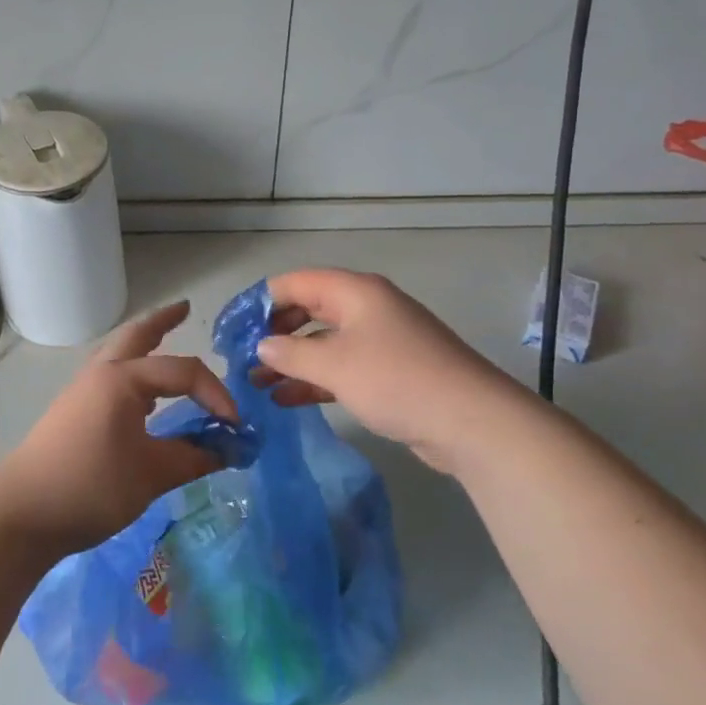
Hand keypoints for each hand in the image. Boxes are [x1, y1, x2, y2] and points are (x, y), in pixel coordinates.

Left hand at [0, 301, 231, 557]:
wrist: (23, 512)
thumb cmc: (90, 487)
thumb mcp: (151, 475)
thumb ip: (193, 458)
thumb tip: (228, 450)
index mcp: (123, 379)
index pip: (183, 371)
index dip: (216, 394)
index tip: (235, 427)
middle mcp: (101, 373)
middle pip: (137, 334)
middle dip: (163, 320)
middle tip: (186, 308)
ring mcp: (83, 390)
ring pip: (119, 352)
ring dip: (144, 343)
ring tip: (165, 340)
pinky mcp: (73, 409)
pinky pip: (111, 374)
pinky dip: (133, 370)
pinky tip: (143, 393)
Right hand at [251, 269, 528, 472]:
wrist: (472, 422)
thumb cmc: (396, 380)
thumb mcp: (335, 365)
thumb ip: (290, 353)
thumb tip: (262, 346)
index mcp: (355, 292)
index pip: (296, 282)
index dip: (261, 300)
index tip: (233, 326)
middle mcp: (367, 308)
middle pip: (309, 309)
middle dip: (274, 332)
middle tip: (243, 356)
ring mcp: (381, 340)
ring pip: (324, 342)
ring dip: (291, 360)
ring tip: (257, 382)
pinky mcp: (390, 372)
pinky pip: (342, 367)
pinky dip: (315, 379)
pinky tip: (287, 400)